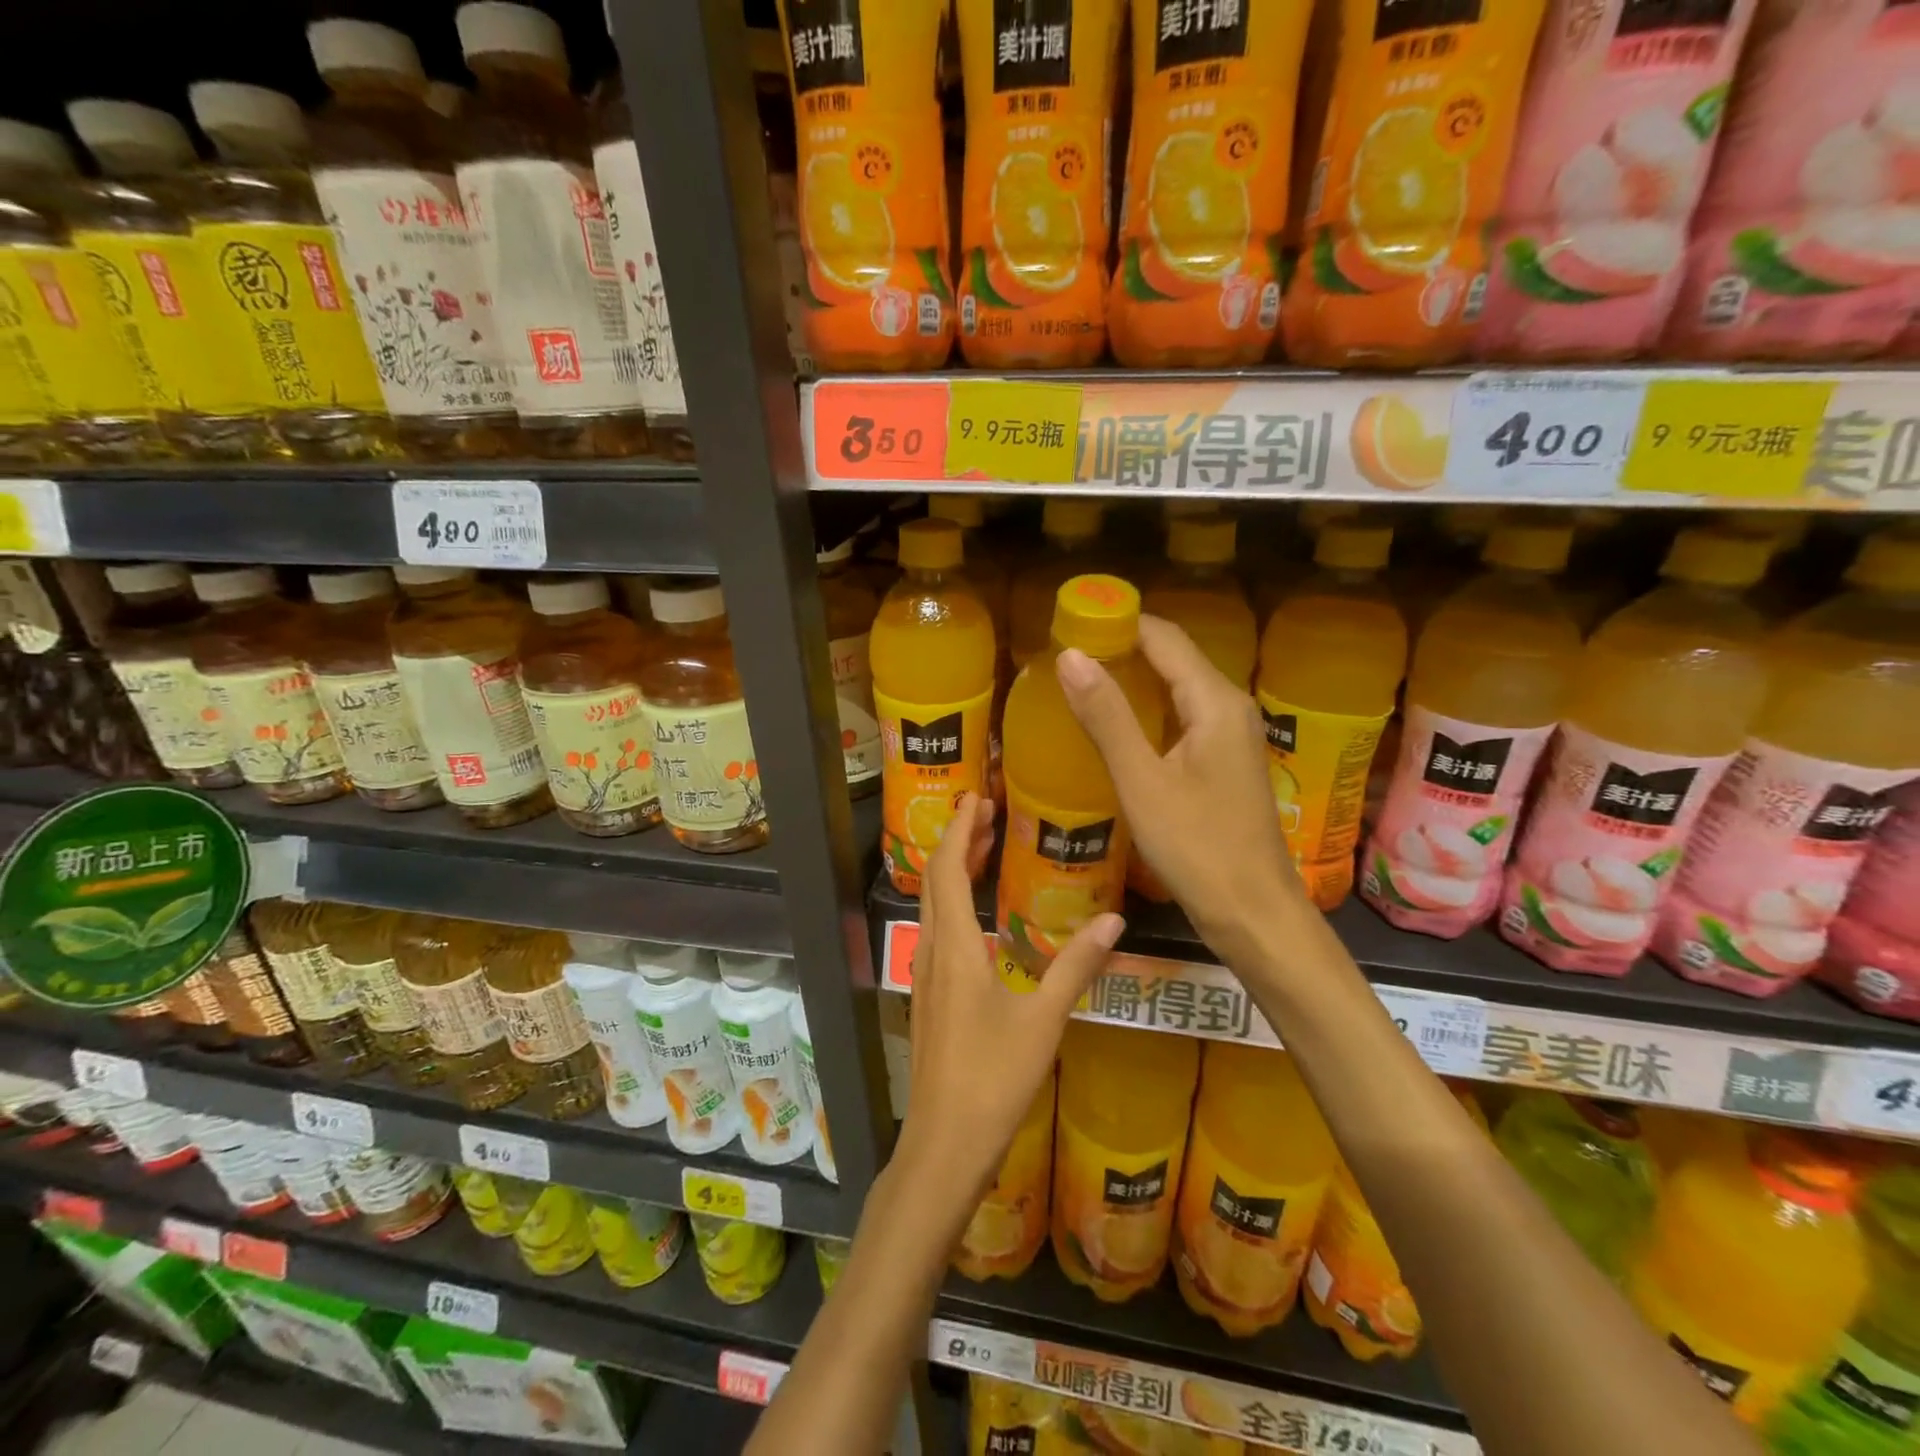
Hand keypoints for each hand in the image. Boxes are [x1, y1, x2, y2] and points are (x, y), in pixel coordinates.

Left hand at [901, 793, 1120, 1200]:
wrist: (944, 1144)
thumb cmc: (993, 1080)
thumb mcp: (1042, 1020)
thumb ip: (1077, 966)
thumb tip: (1114, 917)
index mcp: (956, 948)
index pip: (947, 870)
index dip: (958, 830)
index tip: (975, 798)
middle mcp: (934, 953)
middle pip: (936, 882)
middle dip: (956, 842)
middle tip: (983, 812)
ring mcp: (927, 978)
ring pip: (934, 907)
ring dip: (952, 872)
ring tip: (981, 850)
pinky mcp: (931, 999)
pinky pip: (938, 932)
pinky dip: (953, 904)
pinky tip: (978, 919)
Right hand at [1055, 615, 1306, 966]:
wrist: (1253, 912)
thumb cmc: (1197, 847)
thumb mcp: (1142, 782)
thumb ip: (1107, 717)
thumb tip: (1070, 655)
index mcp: (1214, 701)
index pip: (1164, 637)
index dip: (1119, 621)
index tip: (1070, 621)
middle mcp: (1229, 707)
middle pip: (1173, 656)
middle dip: (1122, 647)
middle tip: (1066, 653)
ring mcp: (1231, 735)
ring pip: (1177, 687)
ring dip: (1133, 678)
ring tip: (1081, 681)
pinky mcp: (1224, 761)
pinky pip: (1182, 715)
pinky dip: (1148, 709)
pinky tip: (1117, 725)